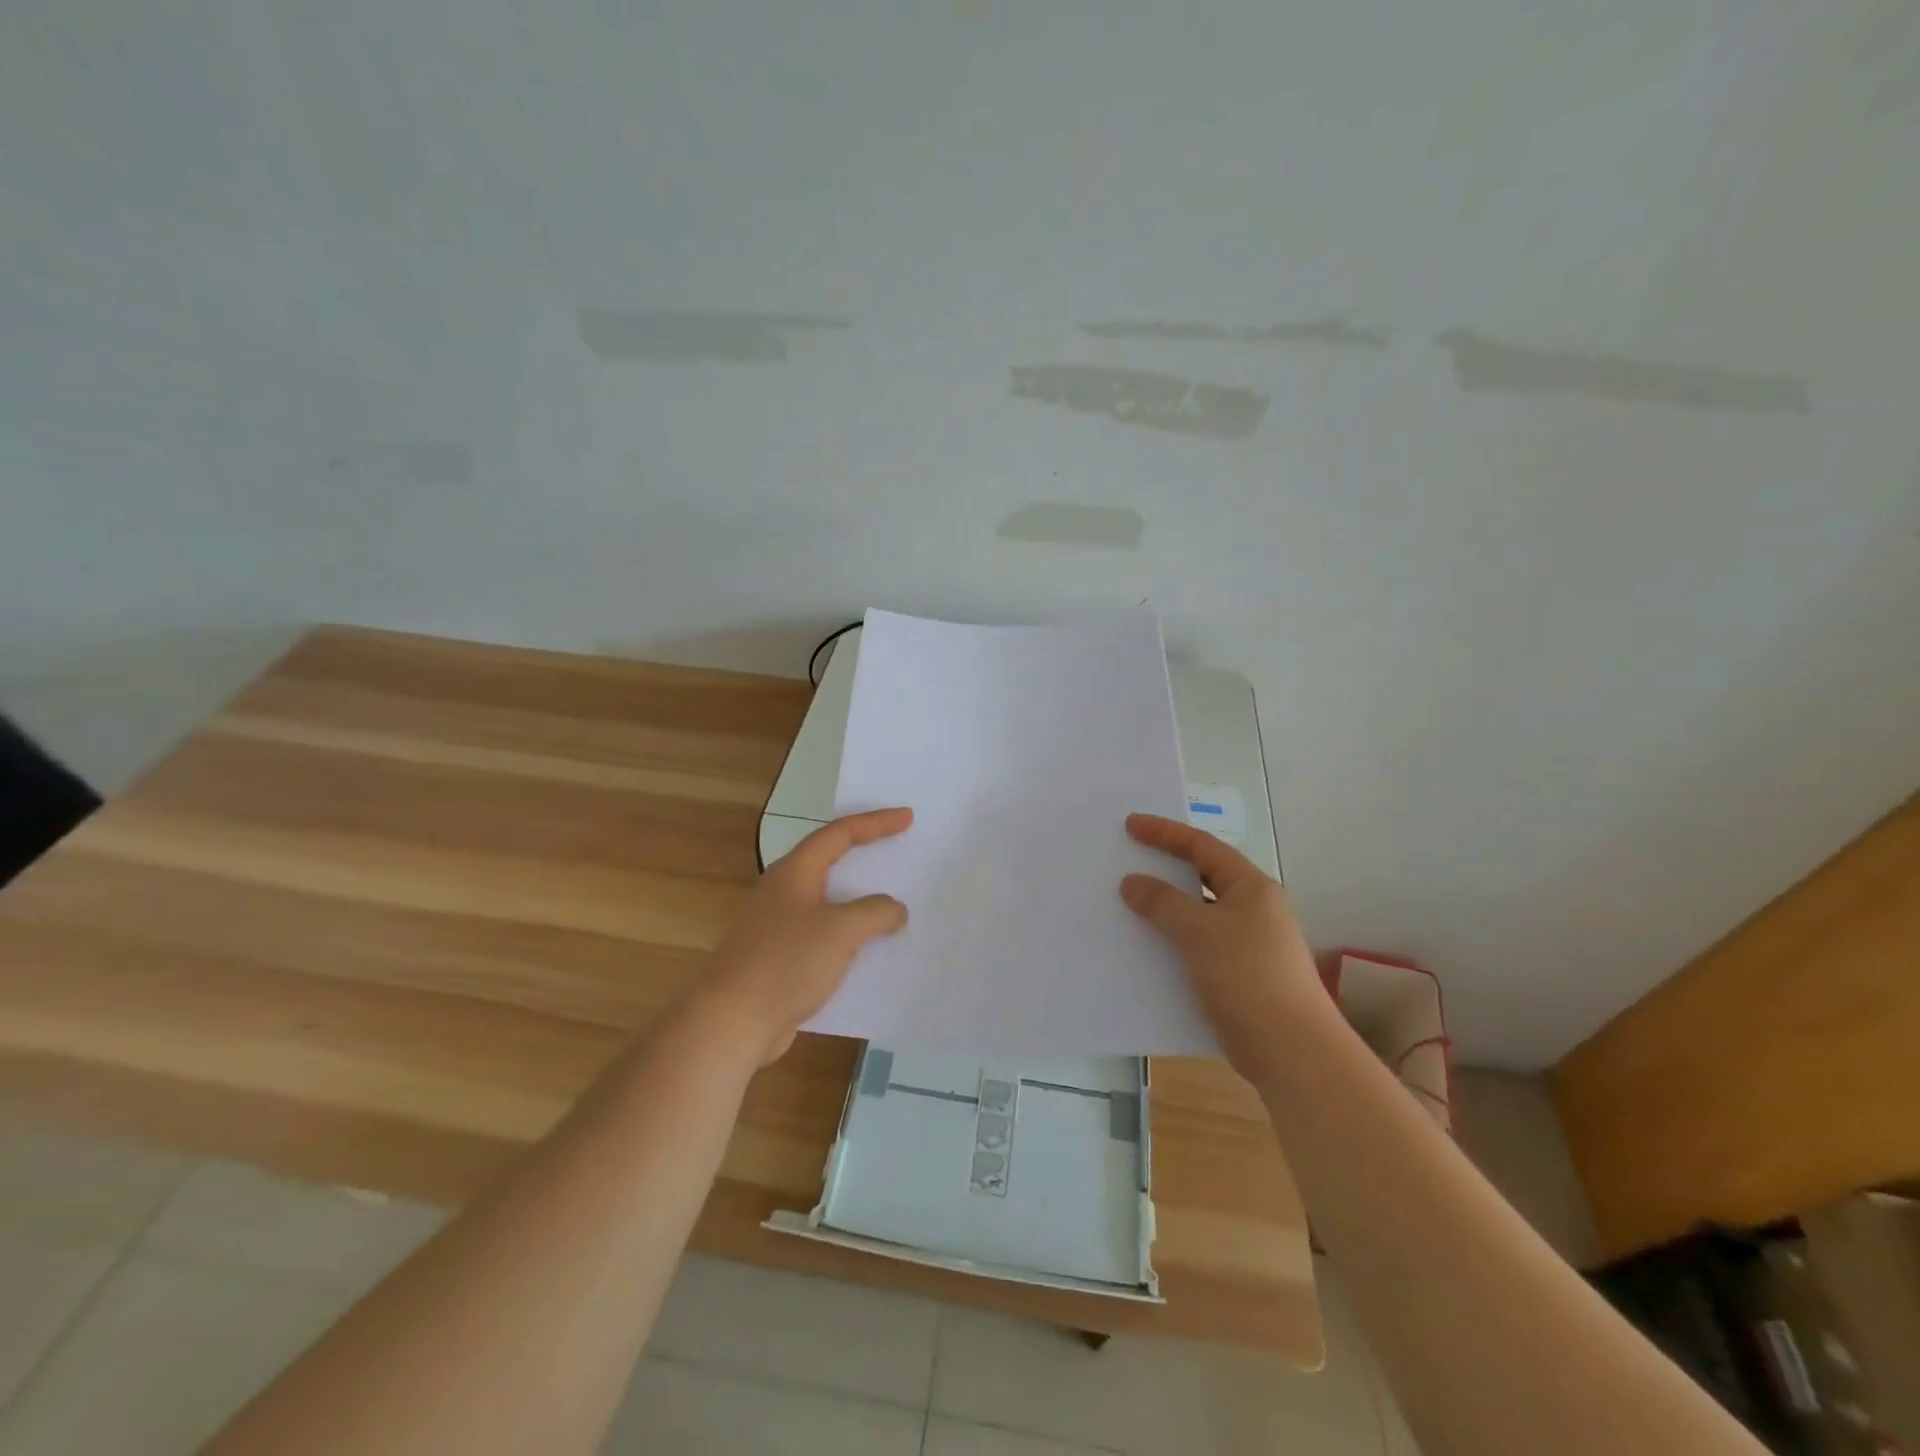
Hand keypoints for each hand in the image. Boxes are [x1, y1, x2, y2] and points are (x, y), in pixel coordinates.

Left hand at [700, 807, 912, 1064]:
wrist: (731, 1021)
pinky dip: (850, 936)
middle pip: (830, 862)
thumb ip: (875, 912)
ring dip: (860, 901)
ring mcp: (779, 926)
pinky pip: (824, 936)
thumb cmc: (785, 962)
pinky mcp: (780, 959)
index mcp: (795, 872)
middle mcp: (785, 892)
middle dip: (866, 855)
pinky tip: (871, 953)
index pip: (839, 833)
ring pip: (829, 902)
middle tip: (899, 851)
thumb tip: (894, 910)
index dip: (875, 822)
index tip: (907, 817)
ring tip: (894, 904)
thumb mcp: (840, 930)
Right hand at [1120, 813, 1327, 1085]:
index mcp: (1251, 888)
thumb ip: (1163, 903)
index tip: (1130, 824)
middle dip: (1165, 869)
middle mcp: (1254, 910)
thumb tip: (1132, 882)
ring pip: (1198, 916)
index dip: (1165, 833)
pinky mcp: (1240, 976)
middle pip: (1202, 878)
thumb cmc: (1248, 978)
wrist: (1292, 1052)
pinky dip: (1172, 943)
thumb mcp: (1200, 932)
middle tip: (1128, 860)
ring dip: (1165, 910)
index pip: (1203, 847)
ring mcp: (1248, 945)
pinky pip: (1198, 947)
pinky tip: (1146, 950)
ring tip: (1128, 904)